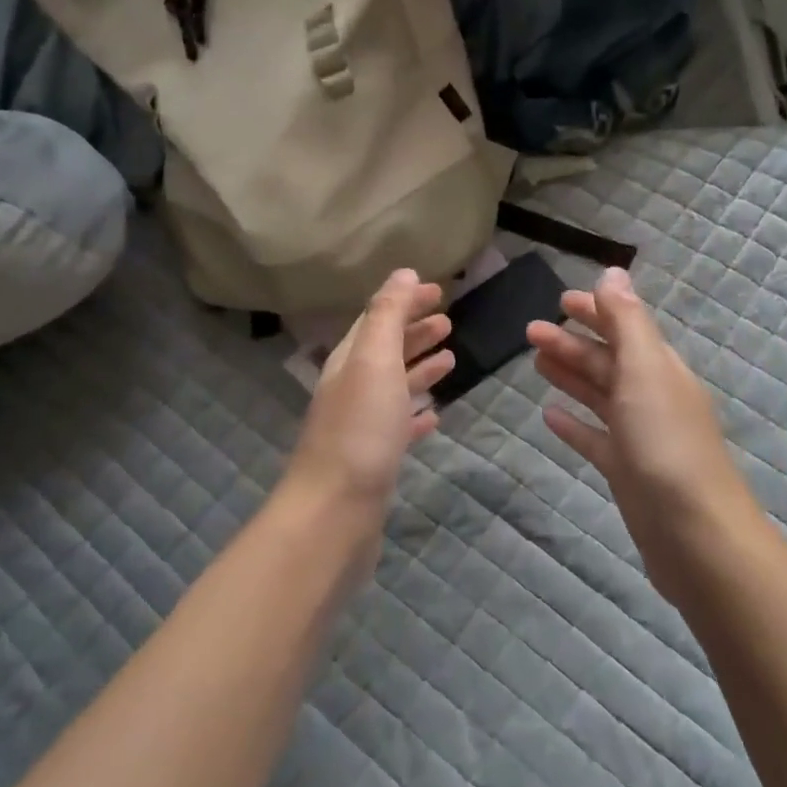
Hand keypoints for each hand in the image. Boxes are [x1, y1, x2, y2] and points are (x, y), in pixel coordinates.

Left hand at [283, 270, 452, 530]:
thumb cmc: (359, 431)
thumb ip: (387, 315)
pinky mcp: (374, 461)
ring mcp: (361, 427)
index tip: (439, 291)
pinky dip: (416, 414)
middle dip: (414, 332)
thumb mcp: (374, 361)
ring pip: (394, 387)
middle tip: (449, 321)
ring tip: (451, 358)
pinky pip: (399, 426)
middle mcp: (351, 389)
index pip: (377, 319)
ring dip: (420, 369)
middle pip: (385, 351)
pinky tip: (434, 415)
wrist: (334, 513)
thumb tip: (404, 272)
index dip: (405, 301)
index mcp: (349, 361)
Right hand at [528, 268, 758, 601]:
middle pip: (608, 361)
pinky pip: (594, 438)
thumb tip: (614, 271)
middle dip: (572, 342)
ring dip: (570, 376)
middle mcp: (651, 397)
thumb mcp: (645, 371)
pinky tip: (548, 416)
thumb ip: (627, 321)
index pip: (626, 327)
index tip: (561, 300)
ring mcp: (639, 436)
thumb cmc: (666, 443)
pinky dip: (574, 424)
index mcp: (660, 369)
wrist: (694, 533)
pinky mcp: (626, 471)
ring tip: (535, 362)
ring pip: (599, 396)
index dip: (596, 311)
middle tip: (529, 331)